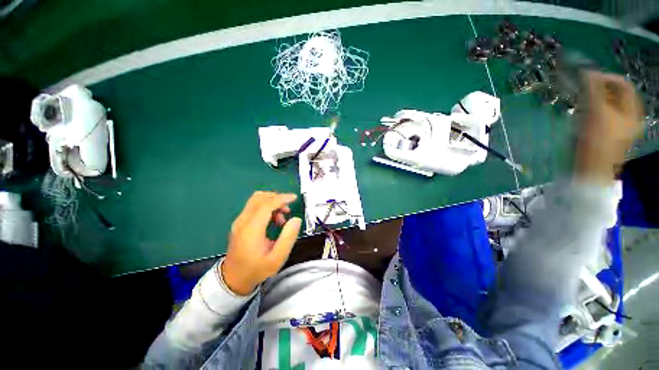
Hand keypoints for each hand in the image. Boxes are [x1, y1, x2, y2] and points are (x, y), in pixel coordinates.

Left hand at [221, 192, 301, 294]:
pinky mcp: (240, 222)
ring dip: (272, 202)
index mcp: (251, 229)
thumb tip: (296, 219)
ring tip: (282, 217)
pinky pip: (254, 206)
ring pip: (256, 200)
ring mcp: (239, 221)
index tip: (294, 198)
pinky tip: (274, 220)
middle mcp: (243, 221)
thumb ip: (288, 237)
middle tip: (288, 210)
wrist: (233, 279)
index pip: (266, 204)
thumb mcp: (277, 258)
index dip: (281, 198)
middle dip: (277, 198)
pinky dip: (266, 207)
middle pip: (260, 197)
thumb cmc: (256, 269)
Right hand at [575, 71, 643, 183]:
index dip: (607, 78)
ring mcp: (613, 126)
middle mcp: (626, 117)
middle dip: (596, 91)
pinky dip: (587, 111)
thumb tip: (587, 72)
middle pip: (612, 95)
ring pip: (603, 105)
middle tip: (581, 90)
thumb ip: (593, 91)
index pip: (623, 85)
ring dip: (590, 101)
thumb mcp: (597, 113)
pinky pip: (596, 115)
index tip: (589, 77)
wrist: (588, 170)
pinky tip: (579, 116)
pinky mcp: (601, 133)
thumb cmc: (597, 142)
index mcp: (632, 112)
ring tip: (579, 105)